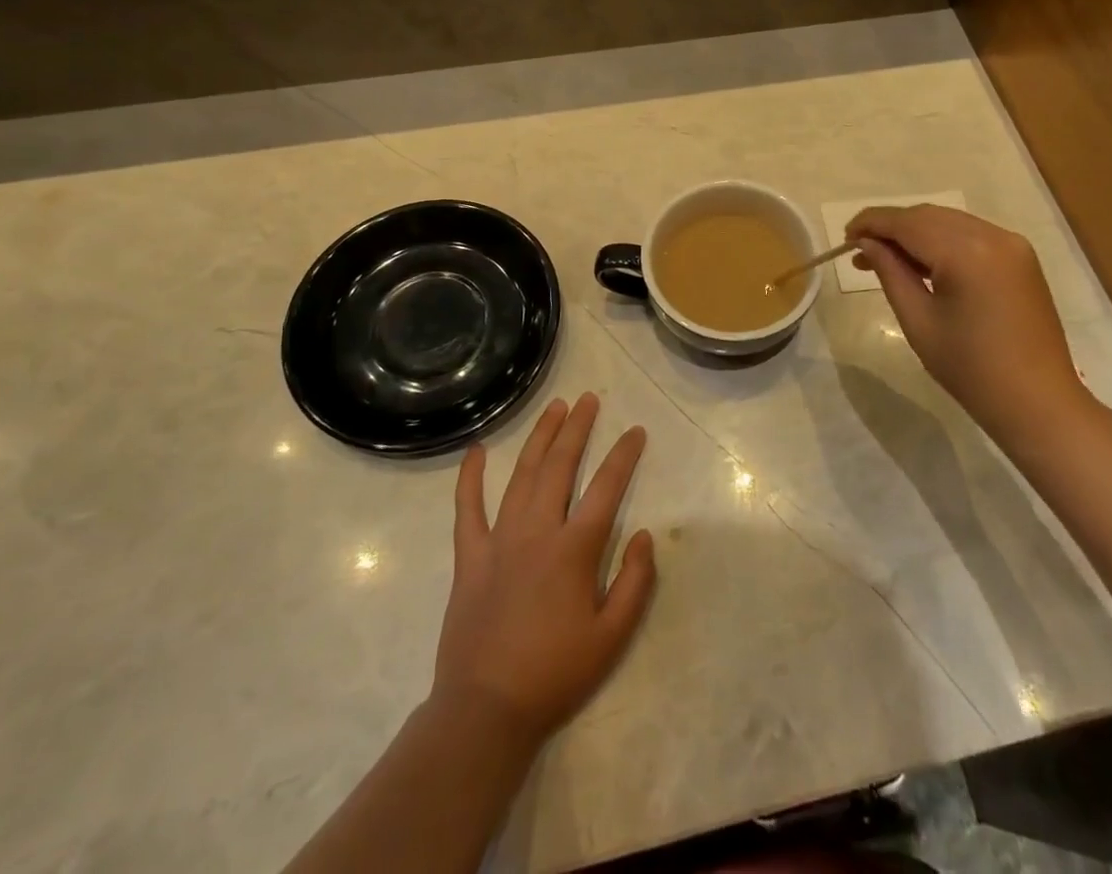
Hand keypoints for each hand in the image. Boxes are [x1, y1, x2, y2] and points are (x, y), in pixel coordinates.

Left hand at [433, 393, 656, 745]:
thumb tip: (644, 534)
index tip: (635, 431)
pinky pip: (467, 508)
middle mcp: (537, 531)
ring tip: (555, 408)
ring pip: (522, 475)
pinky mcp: (470, 556)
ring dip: (540, 438)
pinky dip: (470, 477)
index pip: (606, 487)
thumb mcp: (613, 637)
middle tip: (589, 400)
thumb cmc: (555, 673)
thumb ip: (635, 582)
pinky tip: (476, 450)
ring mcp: (499, 540)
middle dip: (577, 428)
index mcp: (574, 550)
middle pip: (560, 466)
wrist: (486, 711)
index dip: (623, 455)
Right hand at [846, 205, 1088, 439]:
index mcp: (967, 252)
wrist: (1038, 403)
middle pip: (928, 215)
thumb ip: (890, 272)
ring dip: (915, 233)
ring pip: (949, 222)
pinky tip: (923, 263)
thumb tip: (866, 243)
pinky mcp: (1020, 257)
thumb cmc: (971, 369)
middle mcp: (993, 236)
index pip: (907, 222)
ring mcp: (1012, 244)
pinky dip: (942, 241)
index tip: (844, 238)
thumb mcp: (918, 321)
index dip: (871, 223)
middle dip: (891, 227)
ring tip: (885, 259)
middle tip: (859, 252)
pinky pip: (971, 235)